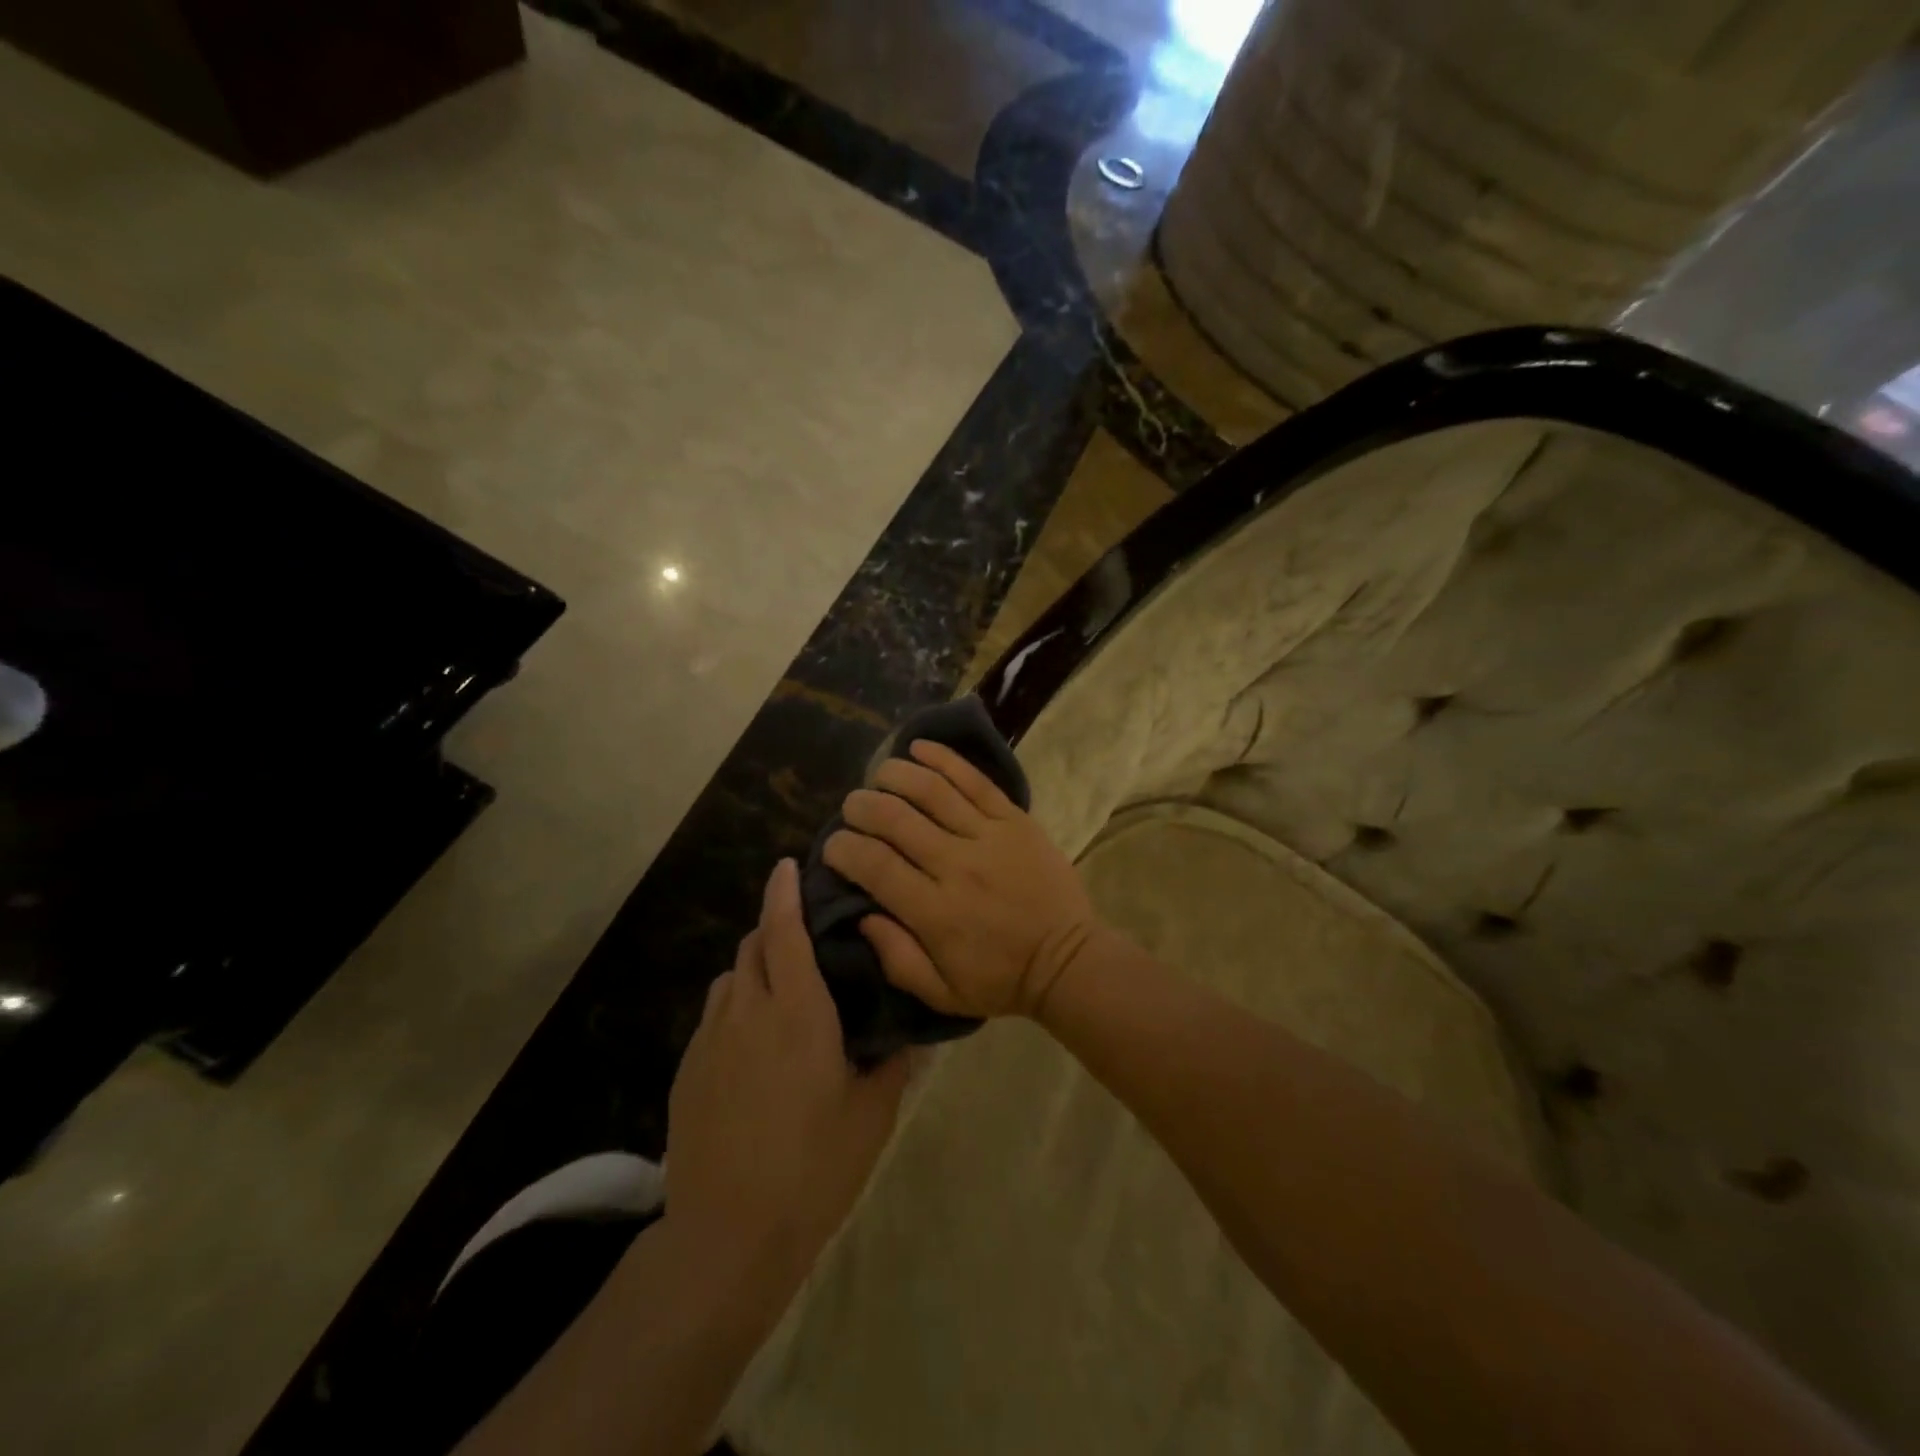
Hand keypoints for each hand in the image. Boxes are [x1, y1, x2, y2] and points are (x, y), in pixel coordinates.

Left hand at [665, 859, 909, 1288]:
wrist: (728, 1236)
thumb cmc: (813, 1167)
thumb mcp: (872, 1113)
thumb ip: (892, 1061)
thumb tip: (910, 1030)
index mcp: (797, 1011)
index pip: (785, 931)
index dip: (785, 892)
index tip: (789, 865)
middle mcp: (747, 1011)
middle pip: (753, 945)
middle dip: (775, 928)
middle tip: (805, 939)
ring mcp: (710, 1040)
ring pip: (730, 979)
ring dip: (755, 969)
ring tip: (782, 993)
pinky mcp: (688, 1070)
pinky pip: (714, 1016)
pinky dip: (736, 1007)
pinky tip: (755, 1046)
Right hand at [824, 739, 1100, 1019]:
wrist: (1069, 961)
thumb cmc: (1001, 981)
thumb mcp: (941, 993)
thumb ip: (895, 957)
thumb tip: (860, 913)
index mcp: (934, 911)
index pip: (874, 865)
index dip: (843, 848)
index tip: (833, 846)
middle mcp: (956, 865)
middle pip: (896, 819)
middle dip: (862, 806)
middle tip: (851, 807)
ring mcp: (988, 836)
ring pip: (931, 791)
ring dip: (896, 775)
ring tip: (879, 775)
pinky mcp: (1015, 820)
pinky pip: (975, 781)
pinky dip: (944, 759)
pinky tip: (919, 747)